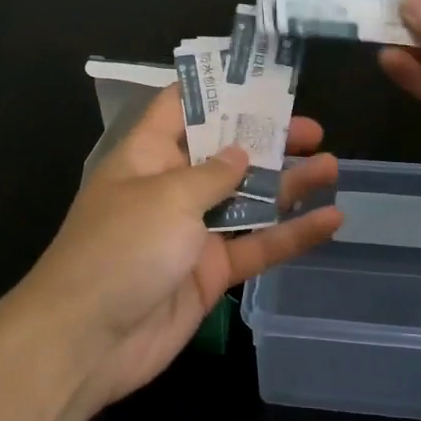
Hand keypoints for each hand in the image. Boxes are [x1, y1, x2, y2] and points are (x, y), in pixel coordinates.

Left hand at [18, 87, 342, 410]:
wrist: (89, 341)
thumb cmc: (121, 249)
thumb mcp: (166, 198)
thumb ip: (211, 174)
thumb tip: (240, 153)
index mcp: (147, 156)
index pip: (181, 109)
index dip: (217, 91)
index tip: (259, 79)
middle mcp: (170, 188)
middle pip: (224, 154)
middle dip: (266, 139)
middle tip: (312, 129)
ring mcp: (192, 232)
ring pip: (248, 200)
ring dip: (288, 184)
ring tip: (332, 165)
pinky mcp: (211, 273)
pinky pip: (256, 246)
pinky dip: (292, 235)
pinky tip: (331, 221)